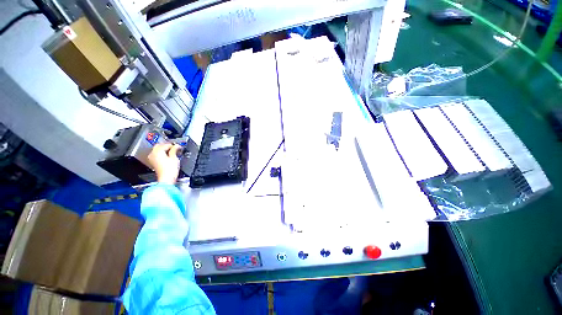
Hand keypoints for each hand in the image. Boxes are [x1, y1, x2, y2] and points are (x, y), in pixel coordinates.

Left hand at [148, 143, 180, 184]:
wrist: (166, 179)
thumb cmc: (170, 170)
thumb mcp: (174, 158)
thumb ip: (175, 150)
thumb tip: (177, 146)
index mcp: (157, 151)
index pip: (166, 144)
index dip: (173, 145)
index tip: (178, 146)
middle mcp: (152, 154)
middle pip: (159, 146)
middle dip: (167, 146)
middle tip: (175, 148)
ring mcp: (152, 158)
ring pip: (157, 150)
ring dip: (164, 150)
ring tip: (172, 152)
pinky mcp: (153, 163)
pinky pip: (157, 155)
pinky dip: (162, 154)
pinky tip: (168, 156)